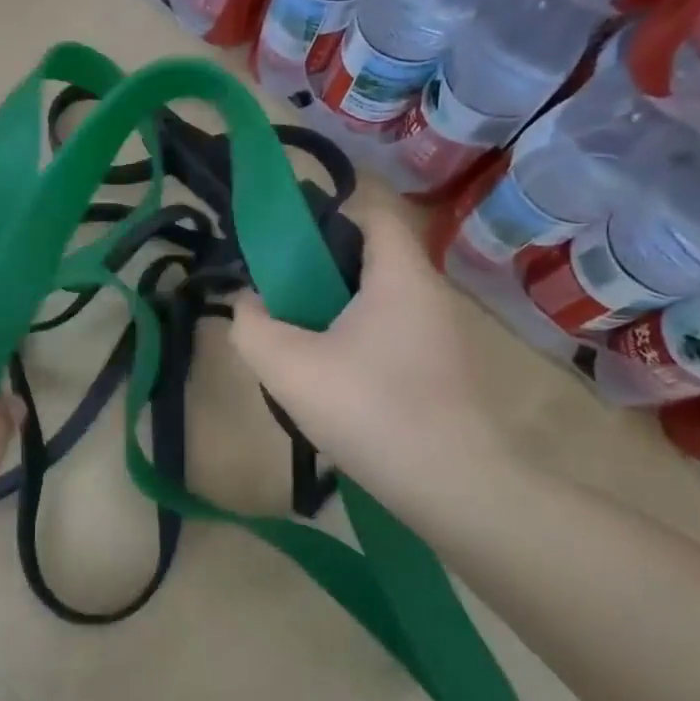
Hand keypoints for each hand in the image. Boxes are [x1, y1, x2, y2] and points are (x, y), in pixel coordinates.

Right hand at [230, 197, 502, 509]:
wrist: (452, 486)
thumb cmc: (369, 408)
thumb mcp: (287, 366)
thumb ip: (251, 325)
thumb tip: (247, 302)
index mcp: (399, 275)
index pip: (371, 213)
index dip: (326, 217)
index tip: (284, 248)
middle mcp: (429, 294)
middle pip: (370, 259)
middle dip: (319, 272)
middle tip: (281, 301)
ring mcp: (442, 335)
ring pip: (378, 302)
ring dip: (336, 313)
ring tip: (299, 344)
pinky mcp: (443, 372)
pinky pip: (391, 336)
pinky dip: (359, 343)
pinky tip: (333, 381)